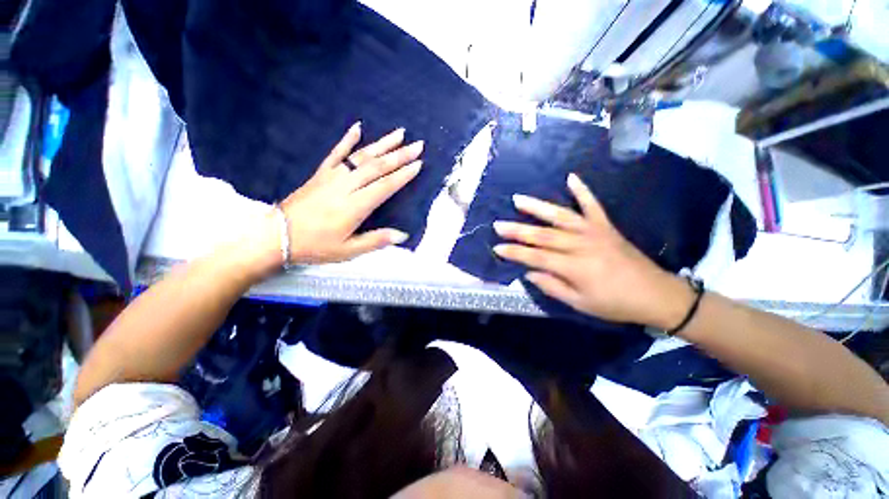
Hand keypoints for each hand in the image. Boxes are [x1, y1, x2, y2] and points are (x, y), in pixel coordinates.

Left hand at [261, 122, 423, 266]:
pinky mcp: (320, 173)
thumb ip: (376, 240)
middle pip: (377, 167)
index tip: (418, 164)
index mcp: (355, 206)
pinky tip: (358, 127)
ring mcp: (332, 176)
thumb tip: (402, 235)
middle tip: (418, 145)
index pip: (384, 186)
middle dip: (400, 155)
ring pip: (361, 156)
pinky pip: (336, 152)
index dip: (403, 175)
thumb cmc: (315, 246)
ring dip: (382, 143)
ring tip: (400, 132)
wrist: (276, 235)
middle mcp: (345, 186)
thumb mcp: (348, 250)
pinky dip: (347, 139)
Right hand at [492, 173, 693, 328]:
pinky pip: (592, 205)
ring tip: (518, 199)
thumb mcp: (580, 304)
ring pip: (560, 216)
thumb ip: (552, 287)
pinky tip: (571, 177)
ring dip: (537, 207)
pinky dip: (582, 190)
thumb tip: (529, 272)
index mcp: (574, 268)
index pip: (536, 257)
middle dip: (517, 230)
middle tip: (498, 224)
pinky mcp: (606, 226)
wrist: (656, 294)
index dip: (515, 253)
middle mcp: (581, 245)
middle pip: (543, 235)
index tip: (497, 247)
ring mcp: (594, 232)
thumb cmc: (615, 304)